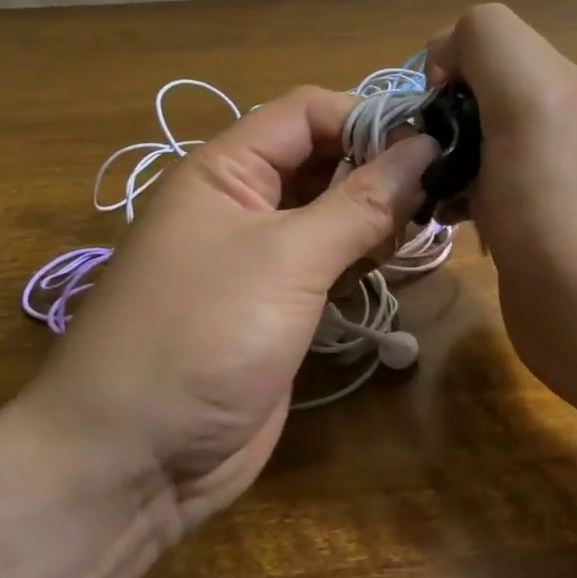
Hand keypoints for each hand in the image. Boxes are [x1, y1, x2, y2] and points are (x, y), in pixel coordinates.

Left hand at [17, 87, 436, 538]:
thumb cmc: (201, 338)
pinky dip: (366, 254)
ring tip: (428, 223)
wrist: (133, 465)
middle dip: (381, 167)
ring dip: (379, 213)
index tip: (433, 142)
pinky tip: (396, 260)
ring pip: (334, 210)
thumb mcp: (286, 260)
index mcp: (226, 170)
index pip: (308, 113)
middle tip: (443, 187)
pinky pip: (332, 258)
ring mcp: (262, 256)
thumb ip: (361, 202)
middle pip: (325, 158)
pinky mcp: (281, 302)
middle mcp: (244, 202)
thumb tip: (427, 146)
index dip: (368, 118)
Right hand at [425, 5, 576, 396]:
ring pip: (468, 139)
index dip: (445, 66)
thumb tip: (445, 62)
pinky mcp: (522, 219)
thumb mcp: (527, 97)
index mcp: (552, 82)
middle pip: (471, 92)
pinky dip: (450, 192)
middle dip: (436, 116)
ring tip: (424, 190)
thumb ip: (489, 42)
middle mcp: (547, 120)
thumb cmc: (554, 206)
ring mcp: (536, 173)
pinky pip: (473, 184)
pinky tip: (442, 217)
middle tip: (421, 159)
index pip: (479, 40)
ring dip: (437, 157)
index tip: (432, 114)